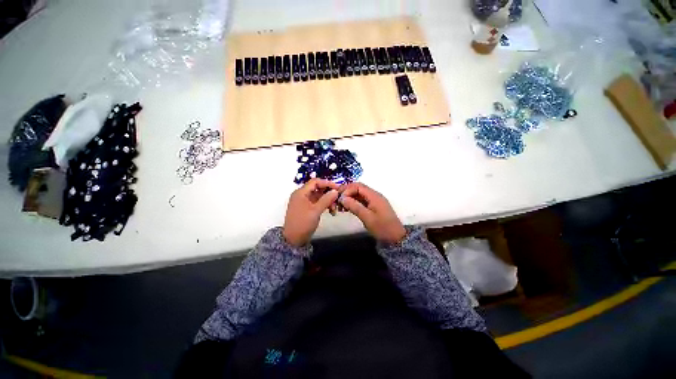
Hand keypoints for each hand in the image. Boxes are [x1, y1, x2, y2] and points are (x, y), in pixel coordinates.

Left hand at [283, 179, 339, 246]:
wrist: (293, 240)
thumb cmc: (303, 223)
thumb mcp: (316, 211)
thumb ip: (326, 199)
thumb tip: (335, 191)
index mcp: (301, 193)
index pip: (315, 182)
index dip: (327, 183)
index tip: (338, 188)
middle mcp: (302, 195)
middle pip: (318, 189)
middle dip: (329, 193)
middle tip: (338, 199)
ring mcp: (304, 202)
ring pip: (319, 196)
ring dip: (328, 200)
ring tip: (334, 209)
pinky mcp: (307, 208)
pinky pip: (317, 203)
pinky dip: (324, 205)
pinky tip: (331, 211)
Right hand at [338, 183, 405, 244]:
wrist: (395, 238)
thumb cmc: (382, 227)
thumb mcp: (367, 217)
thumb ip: (354, 206)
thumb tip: (342, 198)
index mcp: (374, 195)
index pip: (358, 186)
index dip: (347, 190)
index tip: (339, 199)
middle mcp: (374, 195)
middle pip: (358, 188)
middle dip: (347, 192)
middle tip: (337, 200)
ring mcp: (374, 201)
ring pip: (359, 194)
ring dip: (349, 198)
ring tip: (340, 206)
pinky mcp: (373, 206)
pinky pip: (361, 200)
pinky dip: (353, 203)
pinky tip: (347, 209)